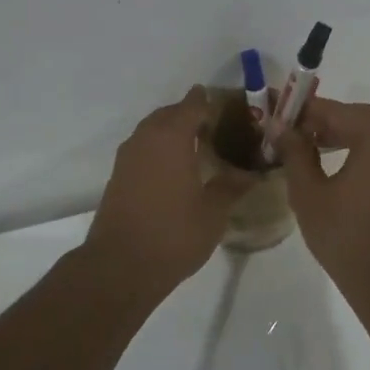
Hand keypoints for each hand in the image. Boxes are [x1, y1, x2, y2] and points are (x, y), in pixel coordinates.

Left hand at [82, 87, 253, 300]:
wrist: (120, 265)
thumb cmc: (174, 234)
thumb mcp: (213, 212)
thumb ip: (232, 186)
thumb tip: (251, 173)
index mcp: (171, 137)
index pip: (193, 104)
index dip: (211, 103)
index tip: (230, 109)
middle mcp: (146, 138)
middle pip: (170, 113)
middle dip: (191, 115)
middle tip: (217, 128)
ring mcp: (127, 157)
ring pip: (152, 130)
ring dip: (172, 132)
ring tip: (197, 147)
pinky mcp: (118, 176)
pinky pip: (143, 149)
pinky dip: (159, 149)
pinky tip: (175, 169)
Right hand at [275, 97, 369, 292]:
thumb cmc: (345, 235)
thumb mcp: (309, 192)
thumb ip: (295, 152)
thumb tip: (280, 127)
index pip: (337, 111)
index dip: (305, 110)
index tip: (279, 114)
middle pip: (360, 117)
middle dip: (326, 119)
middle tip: (294, 130)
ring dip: (343, 134)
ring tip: (310, 146)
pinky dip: (360, 149)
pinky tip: (336, 164)